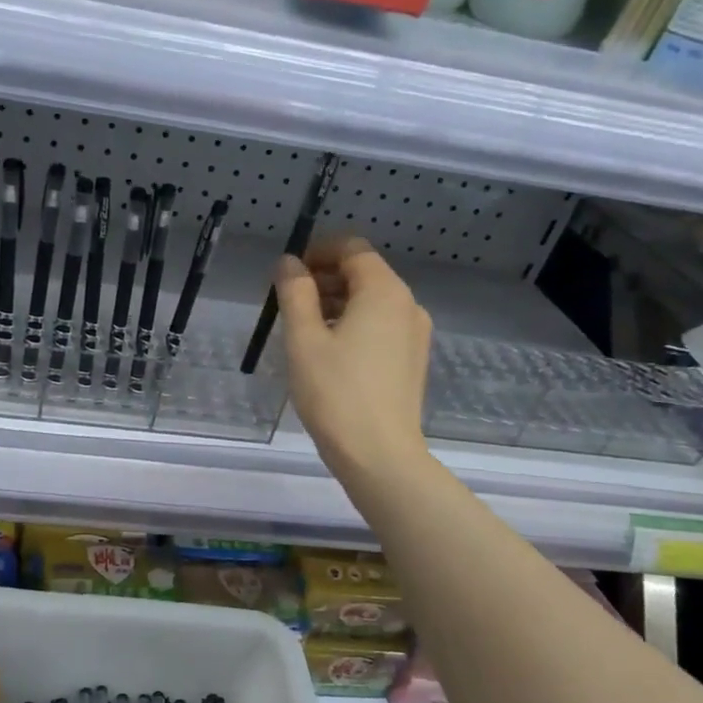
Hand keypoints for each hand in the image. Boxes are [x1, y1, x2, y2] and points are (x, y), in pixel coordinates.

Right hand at [276, 237, 432, 483]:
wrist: (379, 454)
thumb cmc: (335, 393)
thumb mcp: (303, 339)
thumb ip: (295, 293)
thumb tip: (289, 263)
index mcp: (383, 291)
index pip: (352, 249)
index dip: (318, 252)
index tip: (288, 274)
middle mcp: (407, 304)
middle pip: (364, 273)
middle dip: (325, 279)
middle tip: (289, 304)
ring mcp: (415, 334)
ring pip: (372, 301)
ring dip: (337, 303)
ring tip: (304, 331)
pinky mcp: (412, 360)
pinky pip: (381, 326)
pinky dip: (354, 325)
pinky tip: (330, 354)